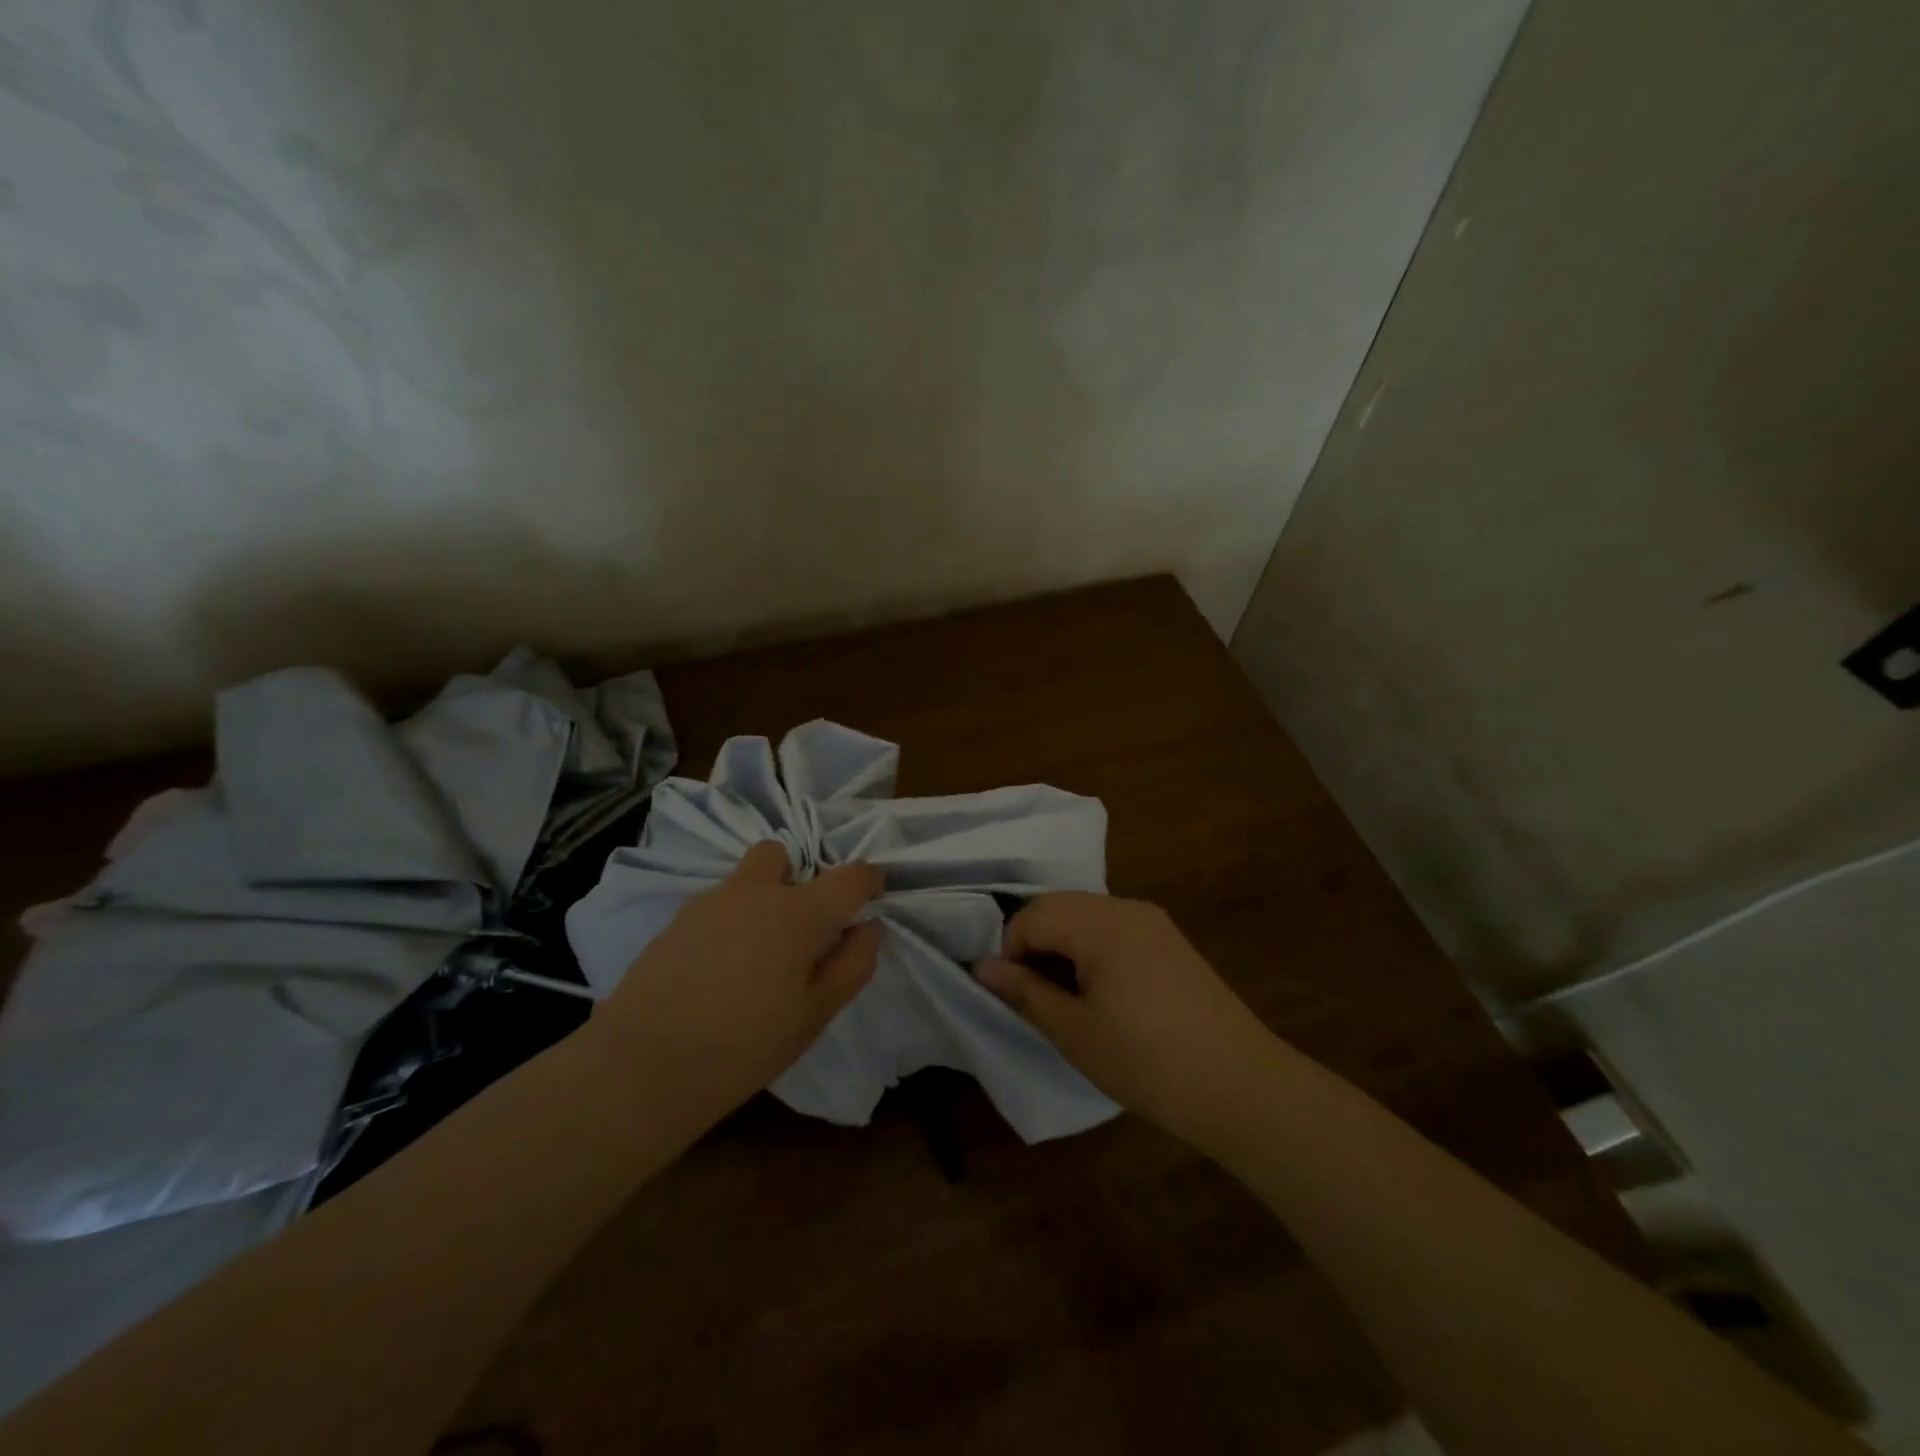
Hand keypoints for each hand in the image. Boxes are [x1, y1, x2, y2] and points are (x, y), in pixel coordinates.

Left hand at [589, 841, 883, 1120]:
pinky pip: (717, 904)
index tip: (873, 898)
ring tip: (757, 955)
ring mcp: (709, 902)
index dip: (870, 881)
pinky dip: (730, 920)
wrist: (641, 1067)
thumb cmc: (744, 1045)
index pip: (850, 876)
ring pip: (745, 879)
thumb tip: (869, 927)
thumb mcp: (815, 1015)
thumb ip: (852, 964)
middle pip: (781, 854)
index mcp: (798, 912)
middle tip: (801, 927)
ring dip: (761, 898)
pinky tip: (720, 968)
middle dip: (798, 876)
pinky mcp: (676, 921)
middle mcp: (754, 892)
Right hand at [976, 892, 1281, 1148]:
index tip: (1014, 995)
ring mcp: (1154, 922)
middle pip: (1060, 907)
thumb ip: (1025, 992)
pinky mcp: (1172, 942)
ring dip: (1064, 947)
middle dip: (1036, 944)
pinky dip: (1094, 951)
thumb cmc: (1146, 1061)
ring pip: (1087, 916)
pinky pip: (1115, 930)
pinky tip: (1104, 995)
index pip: (1033, 914)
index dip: (1011, 951)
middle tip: (1035, 998)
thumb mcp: (1074, 1031)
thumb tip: (983, 967)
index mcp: (1099, 922)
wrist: (1241, 1086)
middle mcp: (1126, 908)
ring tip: (1066, 1000)